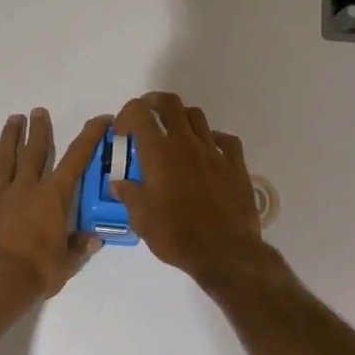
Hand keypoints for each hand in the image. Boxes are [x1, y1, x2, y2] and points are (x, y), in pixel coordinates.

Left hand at [0, 108, 111, 303]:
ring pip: (4, 158)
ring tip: (13, 120)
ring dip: (10, 137)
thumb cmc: (35, 274)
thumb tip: (95, 238)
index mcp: (53, 198)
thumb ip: (79, 248)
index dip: (89, 136)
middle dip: (39, 130)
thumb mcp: (66, 265)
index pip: (76, 160)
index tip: (100, 119)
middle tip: (38, 111)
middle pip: (34, 151)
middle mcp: (26, 188)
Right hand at [110, 92, 267, 283]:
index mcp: (159, 153)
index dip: (127, 114)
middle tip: (146, 116)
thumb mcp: (142, 220)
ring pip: (197, 116)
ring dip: (181, 118)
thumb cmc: (177, 235)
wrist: (225, 252)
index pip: (140, 113)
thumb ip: (129, 195)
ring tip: (174, 134)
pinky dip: (212, 138)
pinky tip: (208, 151)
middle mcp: (186, 143)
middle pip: (171, 104)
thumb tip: (119, 184)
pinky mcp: (236, 164)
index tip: (122, 131)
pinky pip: (225, 140)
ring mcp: (214, 151)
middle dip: (154, 103)